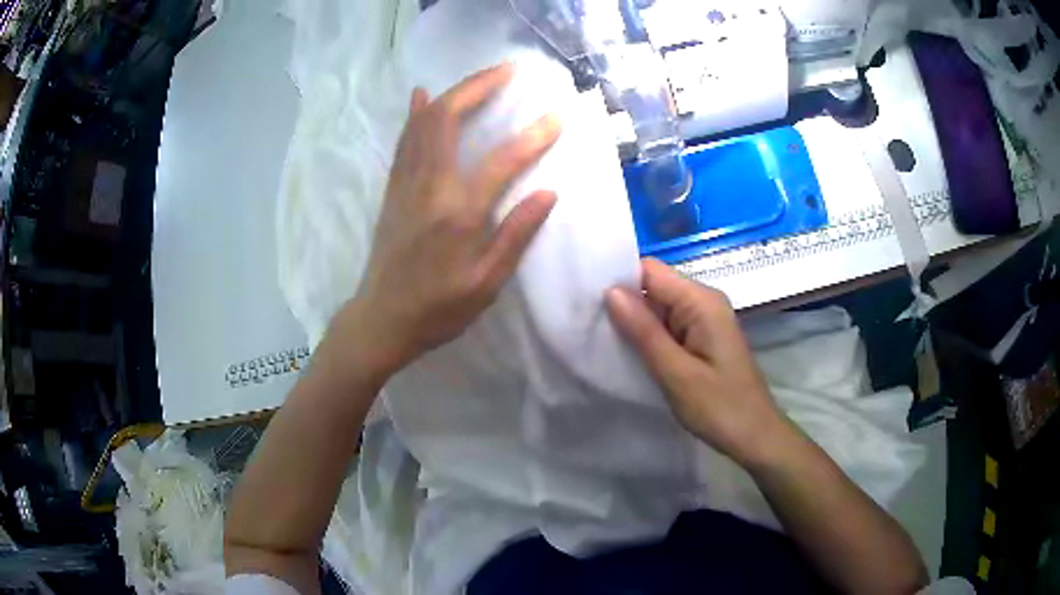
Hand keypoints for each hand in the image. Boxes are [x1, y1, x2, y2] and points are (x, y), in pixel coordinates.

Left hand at [338, 64, 560, 378]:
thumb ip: (516, 235)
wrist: (382, 319)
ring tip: (480, 77)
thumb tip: (548, 193)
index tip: (557, 116)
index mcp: (458, 214)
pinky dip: (416, 113)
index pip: (501, 161)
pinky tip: (421, 94)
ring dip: (452, 92)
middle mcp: (428, 187)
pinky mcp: (392, 188)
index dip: (533, 137)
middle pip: (448, 119)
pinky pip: (404, 139)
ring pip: (423, 122)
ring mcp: (405, 184)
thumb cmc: (438, 308)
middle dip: (478, 86)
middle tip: (507, 70)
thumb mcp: (486, 283)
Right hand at [606, 259, 790, 466]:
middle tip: (587, 324)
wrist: (755, 436)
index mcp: (701, 301)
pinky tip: (628, 352)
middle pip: (654, 286)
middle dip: (623, 302)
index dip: (618, 280)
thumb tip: (610, 291)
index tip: (585, 300)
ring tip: (599, 338)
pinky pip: (668, 326)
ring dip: (634, 321)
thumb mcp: (676, 373)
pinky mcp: (702, 338)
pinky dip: (648, 336)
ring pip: (659, 307)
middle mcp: (704, 301)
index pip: (650, 271)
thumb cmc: (719, 407)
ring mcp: (704, 320)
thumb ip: (644, 331)